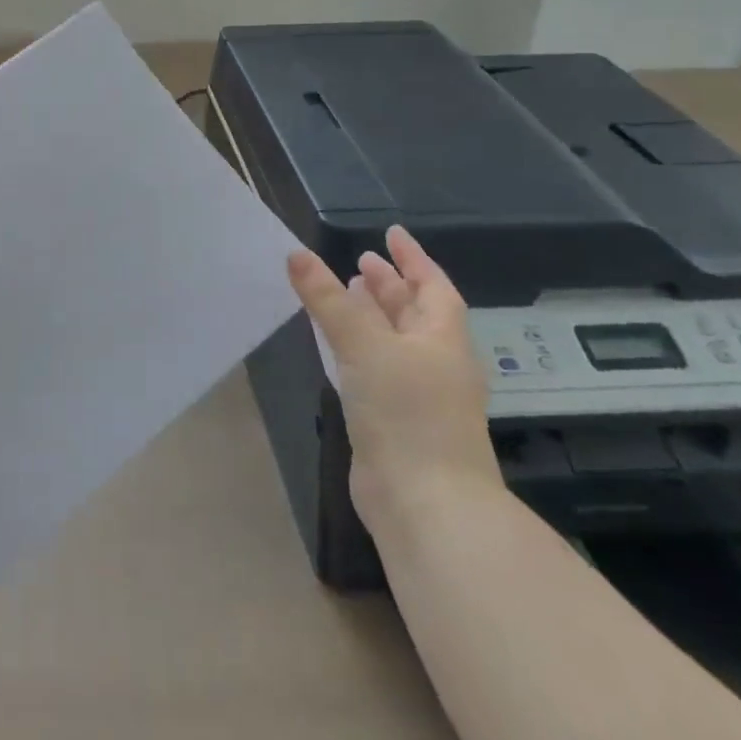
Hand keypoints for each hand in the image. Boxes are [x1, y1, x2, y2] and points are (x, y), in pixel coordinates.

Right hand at [287, 228, 501, 531]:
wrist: (425, 505)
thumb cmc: (406, 412)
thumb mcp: (364, 344)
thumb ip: (328, 298)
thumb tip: (297, 253)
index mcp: (443, 340)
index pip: (433, 287)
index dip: (413, 258)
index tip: (391, 233)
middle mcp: (435, 364)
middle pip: (414, 314)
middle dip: (389, 286)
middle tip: (359, 261)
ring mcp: (418, 396)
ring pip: (393, 342)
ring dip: (372, 316)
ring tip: (343, 293)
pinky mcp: (395, 422)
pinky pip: (376, 369)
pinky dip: (358, 348)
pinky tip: (335, 346)